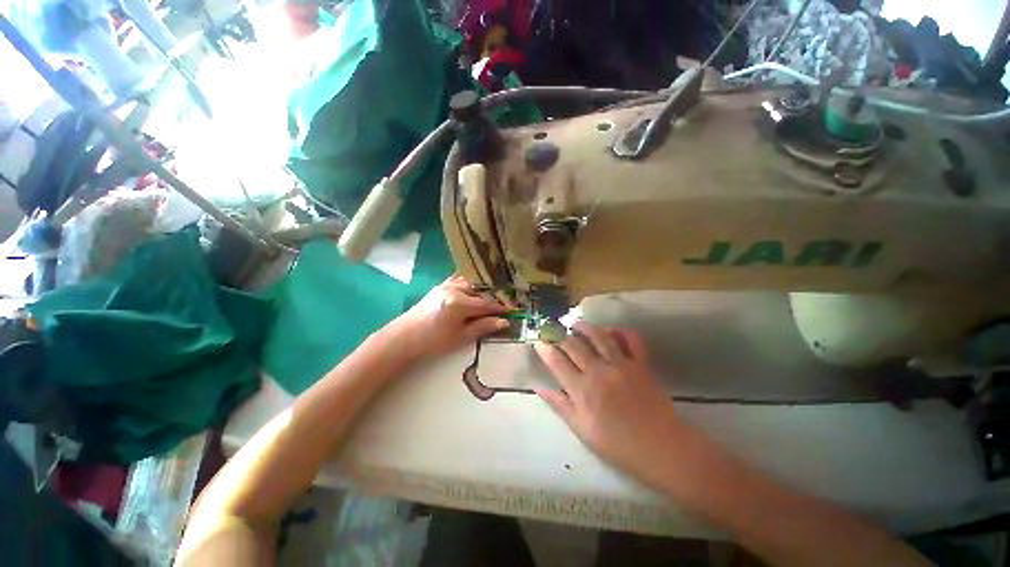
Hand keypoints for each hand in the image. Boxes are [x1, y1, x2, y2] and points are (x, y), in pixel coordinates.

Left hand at [388, 276, 509, 360]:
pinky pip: (459, 281)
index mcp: (459, 303)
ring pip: (471, 284)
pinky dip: (470, 286)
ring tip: (489, 301)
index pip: (486, 303)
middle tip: (503, 307)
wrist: (404, 338)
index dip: (501, 307)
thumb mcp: (460, 337)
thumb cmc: (433, 342)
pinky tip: (474, 293)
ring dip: (481, 291)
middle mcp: (454, 289)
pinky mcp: (440, 286)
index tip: (513, 310)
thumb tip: (504, 322)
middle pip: (480, 291)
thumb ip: (483, 327)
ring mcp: (445, 285)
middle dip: (492, 298)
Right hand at [534, 321, 689, 482]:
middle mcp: (599, 371)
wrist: (661, 449)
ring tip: (576, 324)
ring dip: (585, 327)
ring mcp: (621, 365)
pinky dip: (622, 331)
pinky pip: (632, 340)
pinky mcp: (641, 364)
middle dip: (560, 334)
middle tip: (553, 329)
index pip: (557, 362)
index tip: (539, 341)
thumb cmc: (618, 445)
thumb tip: (538, 387)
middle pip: (574, 345)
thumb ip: (560, 405)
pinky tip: (612, 330)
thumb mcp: (582, 430)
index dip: (545, 349)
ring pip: (599, 336)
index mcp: (582, 390)